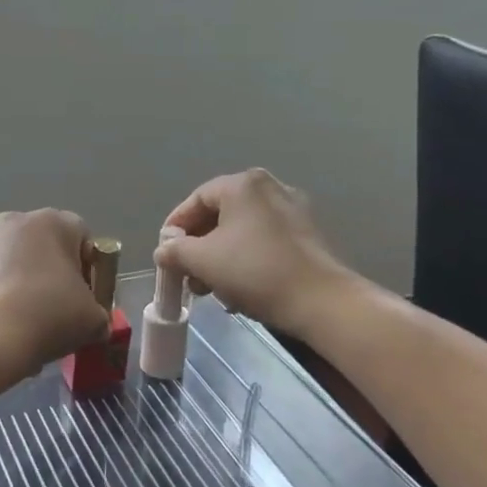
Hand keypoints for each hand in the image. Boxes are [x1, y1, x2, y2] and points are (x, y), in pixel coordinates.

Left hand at [0, 210, 109, 374]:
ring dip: (20, 286)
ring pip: (10, 263)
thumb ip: (98, 313)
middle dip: (51, 276)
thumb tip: (92, 321)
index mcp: (51, 222)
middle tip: (56, 313)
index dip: (89, 268)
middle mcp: (12, 221)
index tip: (85, 298)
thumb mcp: (92, 319)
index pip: (81, 235)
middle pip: (42, 247)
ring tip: (23, 326)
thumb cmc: (47, 316)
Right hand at [156, 169, 357, 336]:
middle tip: (187, 274)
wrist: (322, 302)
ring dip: (220, 256)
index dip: (175, 226)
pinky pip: (264, 241)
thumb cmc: (255, 271)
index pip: (196, 199)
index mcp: (243, 184)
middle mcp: (270, 187)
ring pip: (242, 230)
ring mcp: (293, 210)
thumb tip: (164, 250)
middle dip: (198, 246)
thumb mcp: (203, 261)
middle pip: (220, 214)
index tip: (165, 252)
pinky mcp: (308, 235)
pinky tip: (239, 288)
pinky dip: (245, 259)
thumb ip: (176, 251)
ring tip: (210, 288)